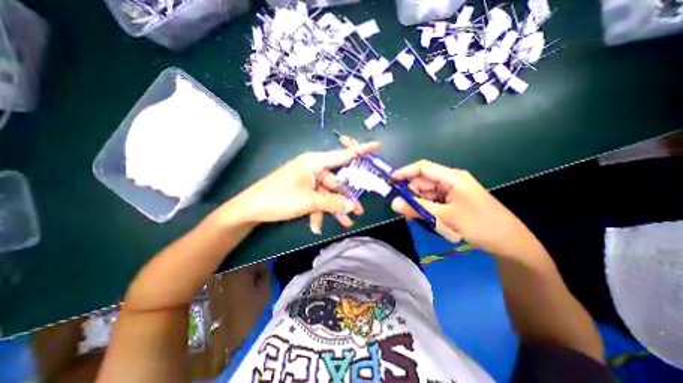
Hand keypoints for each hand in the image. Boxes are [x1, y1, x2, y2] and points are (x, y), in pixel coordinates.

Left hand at [222, 142, 378, 229]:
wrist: (250, 209)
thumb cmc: (279, 199)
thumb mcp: (308, 201)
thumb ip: (332, 203)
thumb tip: (352, 206)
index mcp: (314, 162)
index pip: (343, 155)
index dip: (361, 150)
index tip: (377, 146)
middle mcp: (313, 168)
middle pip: (336, 181)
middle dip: (346, 197)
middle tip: (358, 210)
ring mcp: (308, 179)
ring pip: (327, 193)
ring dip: (333, 208)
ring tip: (345, 223)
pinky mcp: (303, 189)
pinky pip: (316, 199)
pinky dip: (318, 211)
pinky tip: (316, 226)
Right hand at [393, 160, 541, 255]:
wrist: (510, 242)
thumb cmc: (479, 224)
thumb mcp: (445, 216)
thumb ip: (417, 208)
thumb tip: (393, 203)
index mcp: (452, 177)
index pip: (422, 168)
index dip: (405, 172)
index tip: (390, 181)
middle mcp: (451, 180)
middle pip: (423, 182)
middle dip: (412, 194)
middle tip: (403, 210)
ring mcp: (453, 191)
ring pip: (427, 193)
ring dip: (419, 204)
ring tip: (416, 218)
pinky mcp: (454, 201)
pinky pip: (434, 201)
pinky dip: (427, 208)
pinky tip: (427, 219)